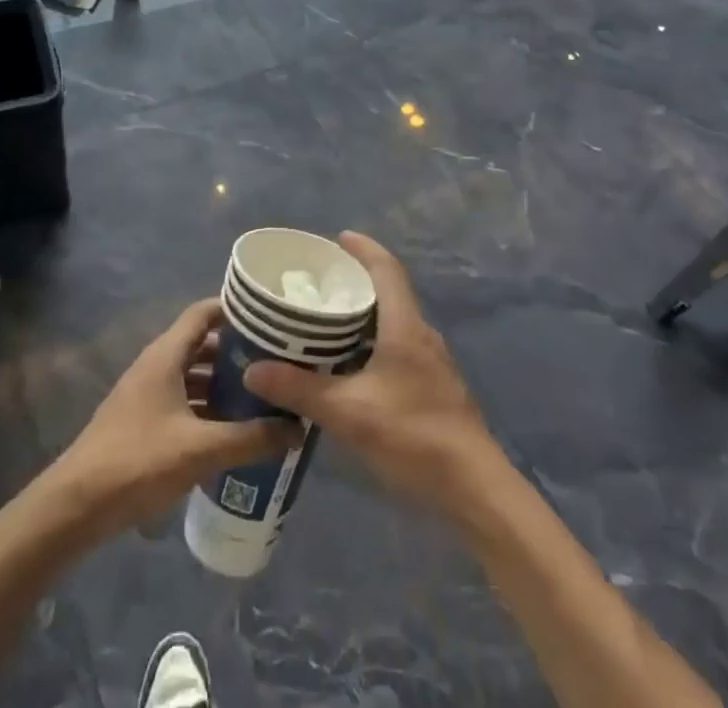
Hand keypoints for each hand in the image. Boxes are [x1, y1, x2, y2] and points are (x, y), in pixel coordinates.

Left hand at [45, 299, 298, 541]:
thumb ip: (251, 438)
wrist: (76, 505)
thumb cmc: (138, 461)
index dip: (236, 309)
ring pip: (193, 376)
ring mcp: (147, 394)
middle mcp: (157, 365)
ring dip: (224, 384)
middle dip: (238, 352)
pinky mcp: (143, 422)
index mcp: (166, 355)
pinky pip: (184, 402)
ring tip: (263, 398)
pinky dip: (208, 409)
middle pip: (202, 344)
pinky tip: (232, 432)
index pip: (205, 312)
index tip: (271, 318)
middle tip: (277, 363)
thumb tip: (297, 428)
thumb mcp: (200, 450)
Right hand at [244, 232, 495, 509]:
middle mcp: (421, 336)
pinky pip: (397, 349)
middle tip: (318, 283)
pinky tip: (348, 368)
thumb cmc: (413, 436)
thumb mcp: (349, 412)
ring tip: (324, 322)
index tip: (337, 238)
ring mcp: (431, 364)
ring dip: (363, 316)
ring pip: (393, 324)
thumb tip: (253, 369)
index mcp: (405, 326)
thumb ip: (300, 389)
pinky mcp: (433, 389)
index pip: (386, 269)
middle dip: (356, 282)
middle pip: (389, 293)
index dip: (364, 248)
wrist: (474, 489)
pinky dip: (371, 344)